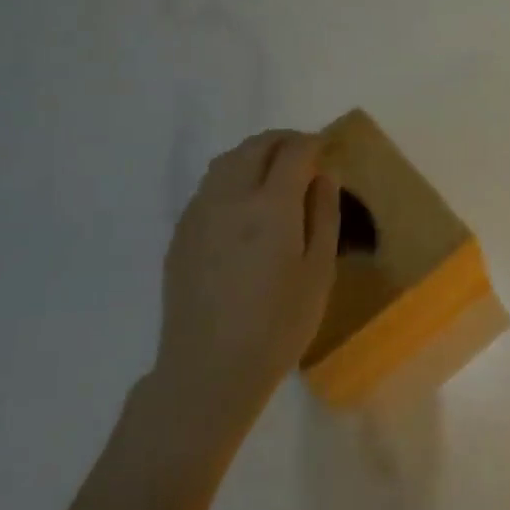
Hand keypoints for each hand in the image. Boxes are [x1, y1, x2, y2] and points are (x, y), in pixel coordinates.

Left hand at [157, 130, 339, 412]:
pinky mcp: (182, 233)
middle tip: (305, 154)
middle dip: (283, 141)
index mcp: (270, 205)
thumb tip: (323, 176)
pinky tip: (245, 204)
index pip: (293, 152)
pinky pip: (209, 186)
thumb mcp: (319, 272)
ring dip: (254, 155)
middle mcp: (230, 197)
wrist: (209, 368)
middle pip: (255, 146)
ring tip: (275, 172)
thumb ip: (324, 216)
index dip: (313, 143)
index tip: (327, 148)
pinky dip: (232, 177)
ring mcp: (199, 213)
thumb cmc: (278, 324)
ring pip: (226, 161)